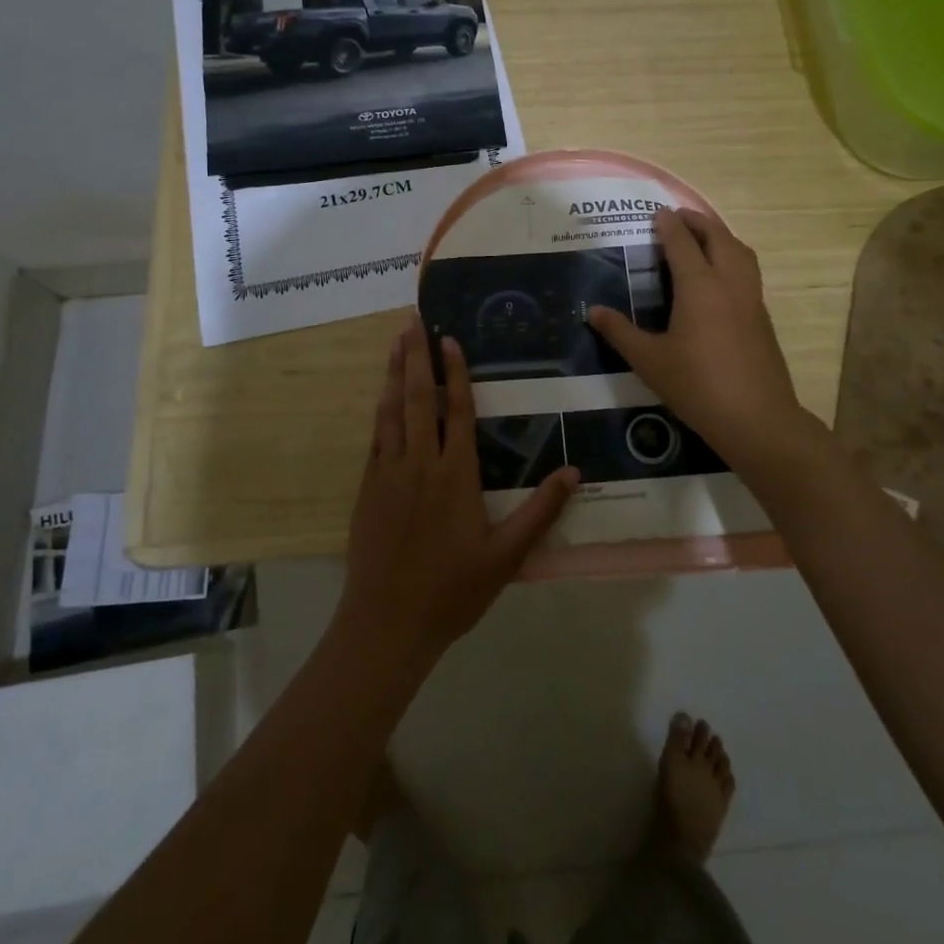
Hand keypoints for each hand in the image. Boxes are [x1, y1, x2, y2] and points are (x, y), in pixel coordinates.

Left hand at [338, 319, 579, 663]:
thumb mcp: (507, 556)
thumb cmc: (453, 589)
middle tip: (411, 320)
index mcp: (455, 475)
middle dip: (416, 357)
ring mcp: (389, 474)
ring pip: (391, 412)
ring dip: (393, 374)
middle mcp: (420, 464)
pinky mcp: (368, 488)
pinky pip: (376, 437)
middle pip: (417, 399)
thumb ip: (540, 511)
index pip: (456, 411)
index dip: (454, 372)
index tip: (449, 339)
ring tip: (394, 342)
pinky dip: (379, 410)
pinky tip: (381, 397)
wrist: (387, 623)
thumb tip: (574, 472)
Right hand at [588, 208, 809, 469]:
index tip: (656, 213)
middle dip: (698, 222)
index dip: (668, 225)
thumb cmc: (697, 386)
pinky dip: (733, 257)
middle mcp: (729, 283)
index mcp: (699, 287)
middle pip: (717, 237)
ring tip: (702, 238)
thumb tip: (592, 311)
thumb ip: (620, 332)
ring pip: (740, 251)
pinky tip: (720, 278)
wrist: (757, 418)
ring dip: (720, 236)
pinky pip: (748, 271)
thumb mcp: (649, 361)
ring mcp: (752, 298)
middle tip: (678, 218)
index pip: (682, 243)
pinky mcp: (763, 316)